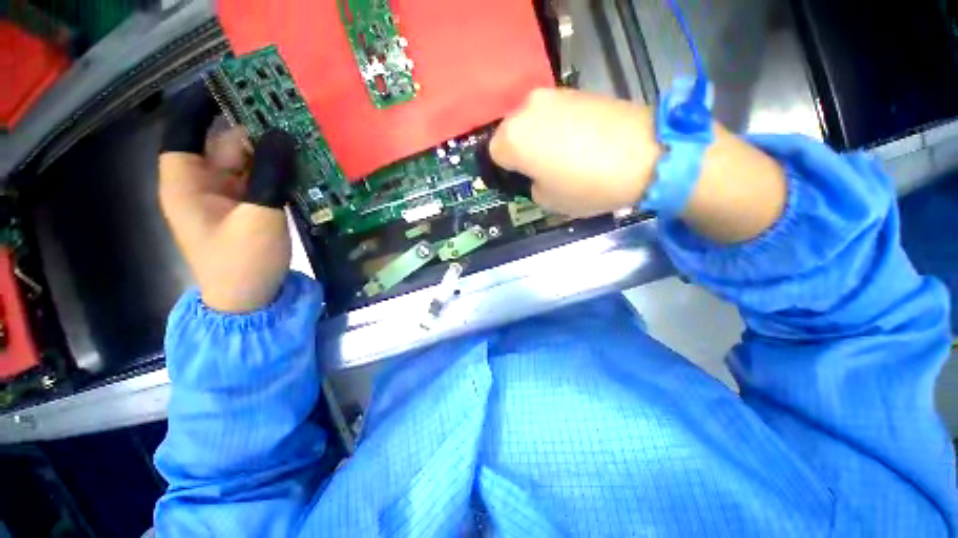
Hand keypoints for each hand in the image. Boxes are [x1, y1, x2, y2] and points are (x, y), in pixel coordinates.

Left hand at [158, 82, 296, 312]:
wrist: (251, 301)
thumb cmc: (243, 261)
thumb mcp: (260, 216)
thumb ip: (271, 175)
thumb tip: (283, 135)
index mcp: (186, 184)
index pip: (183, 132)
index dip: (200, 107)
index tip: (231, 87)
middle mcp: (202, 186)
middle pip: (222, 145)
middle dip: (252, 130)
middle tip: (287, 115)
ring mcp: (226, 200)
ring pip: (246, 164)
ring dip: (271, 153)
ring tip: (301, 138)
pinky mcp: (247, 211)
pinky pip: (261, 182)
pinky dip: (278, 173)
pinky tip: (300, 166)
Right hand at [490, 88, 786, 242]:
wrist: (646, 154)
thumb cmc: (587, 185)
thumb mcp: (548, 201)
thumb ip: (531, 185)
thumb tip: (534, 174)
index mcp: (513, 139)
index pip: (493, 155)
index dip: (507, 171)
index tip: (522, 181)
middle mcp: (526, 110)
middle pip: (510, 134)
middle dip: (519, 152)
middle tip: (540, 169)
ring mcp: (553, 95)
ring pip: (531, 122)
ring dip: (537, 139)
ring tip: (562, 156)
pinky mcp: (576, 90)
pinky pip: (552, 114)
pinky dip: (556, 128)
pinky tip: (577, 142)